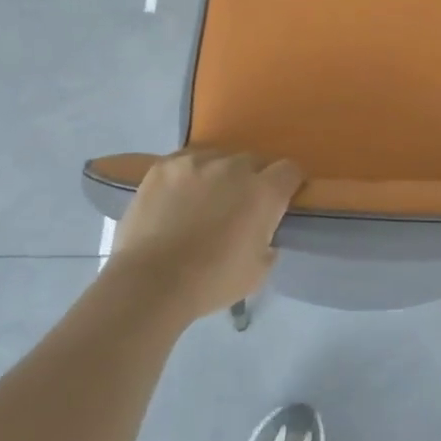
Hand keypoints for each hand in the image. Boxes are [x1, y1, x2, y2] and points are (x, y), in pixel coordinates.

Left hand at [106, 150, 303, 321]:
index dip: (288, 184)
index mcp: (264, 192)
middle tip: (239, 205)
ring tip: (204, 199)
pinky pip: (186, 161)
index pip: (290, 170)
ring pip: (218, 158)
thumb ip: (269, 241)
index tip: (281, 200)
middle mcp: (234, 167)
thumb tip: (263, 231)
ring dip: (219, 174)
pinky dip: (188, 175)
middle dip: (252, 179)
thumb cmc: (211, 282)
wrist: (150, 282)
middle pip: (254, 161)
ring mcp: (196, 162)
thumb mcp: (259, 271)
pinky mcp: (164, 166)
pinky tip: (177, 196)